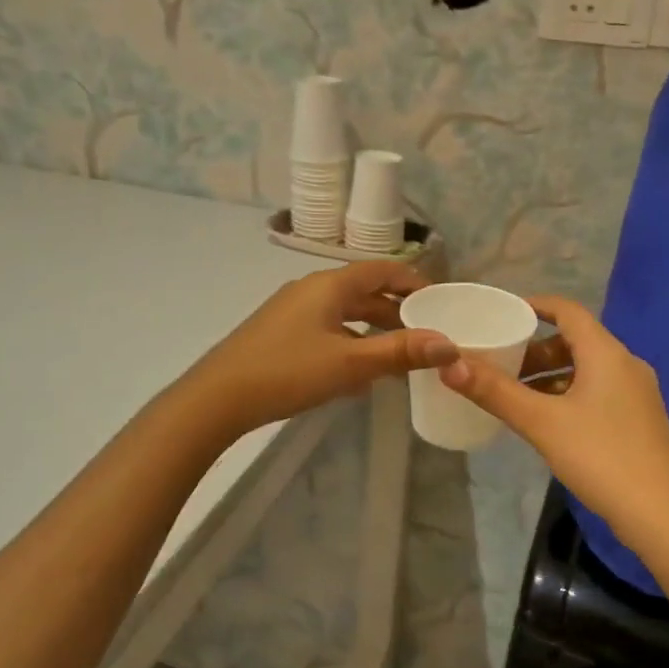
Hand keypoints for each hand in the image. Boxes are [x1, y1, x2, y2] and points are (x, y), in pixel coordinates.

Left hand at [187, 261, 457, 436]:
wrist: (218, 397)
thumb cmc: (288, 371)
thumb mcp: (350, 363)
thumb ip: (400, 352)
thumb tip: (450, 345)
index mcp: (329, 286)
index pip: (382, 270)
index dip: (413, 281)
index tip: (440, 300)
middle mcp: (311, 291)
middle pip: (364, 292)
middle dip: (396, 311)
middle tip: (427, 334)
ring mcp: (292, 313)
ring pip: (345, 315)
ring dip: (373, 331)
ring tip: (401, 357)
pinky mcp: (281, 335)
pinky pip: (327, 331)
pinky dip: (350, 345)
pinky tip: (360, 375)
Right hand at [440, 298, 668, 544]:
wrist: (661, 515)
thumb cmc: (600, 457)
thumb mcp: (541, 422)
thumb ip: (494, 391)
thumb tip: (448, 364)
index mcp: (606, 354)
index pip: (567, 311)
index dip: (534, 306)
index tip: (500, 314)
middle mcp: (626, 365)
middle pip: (575, 341)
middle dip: (535, 349)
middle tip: (499, 365)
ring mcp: (636, 394)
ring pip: (585, 369)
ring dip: (549, 375)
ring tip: (514, 395)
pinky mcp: (638, 420)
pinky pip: (596, 391)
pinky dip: (567, 394)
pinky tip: (546, 421)